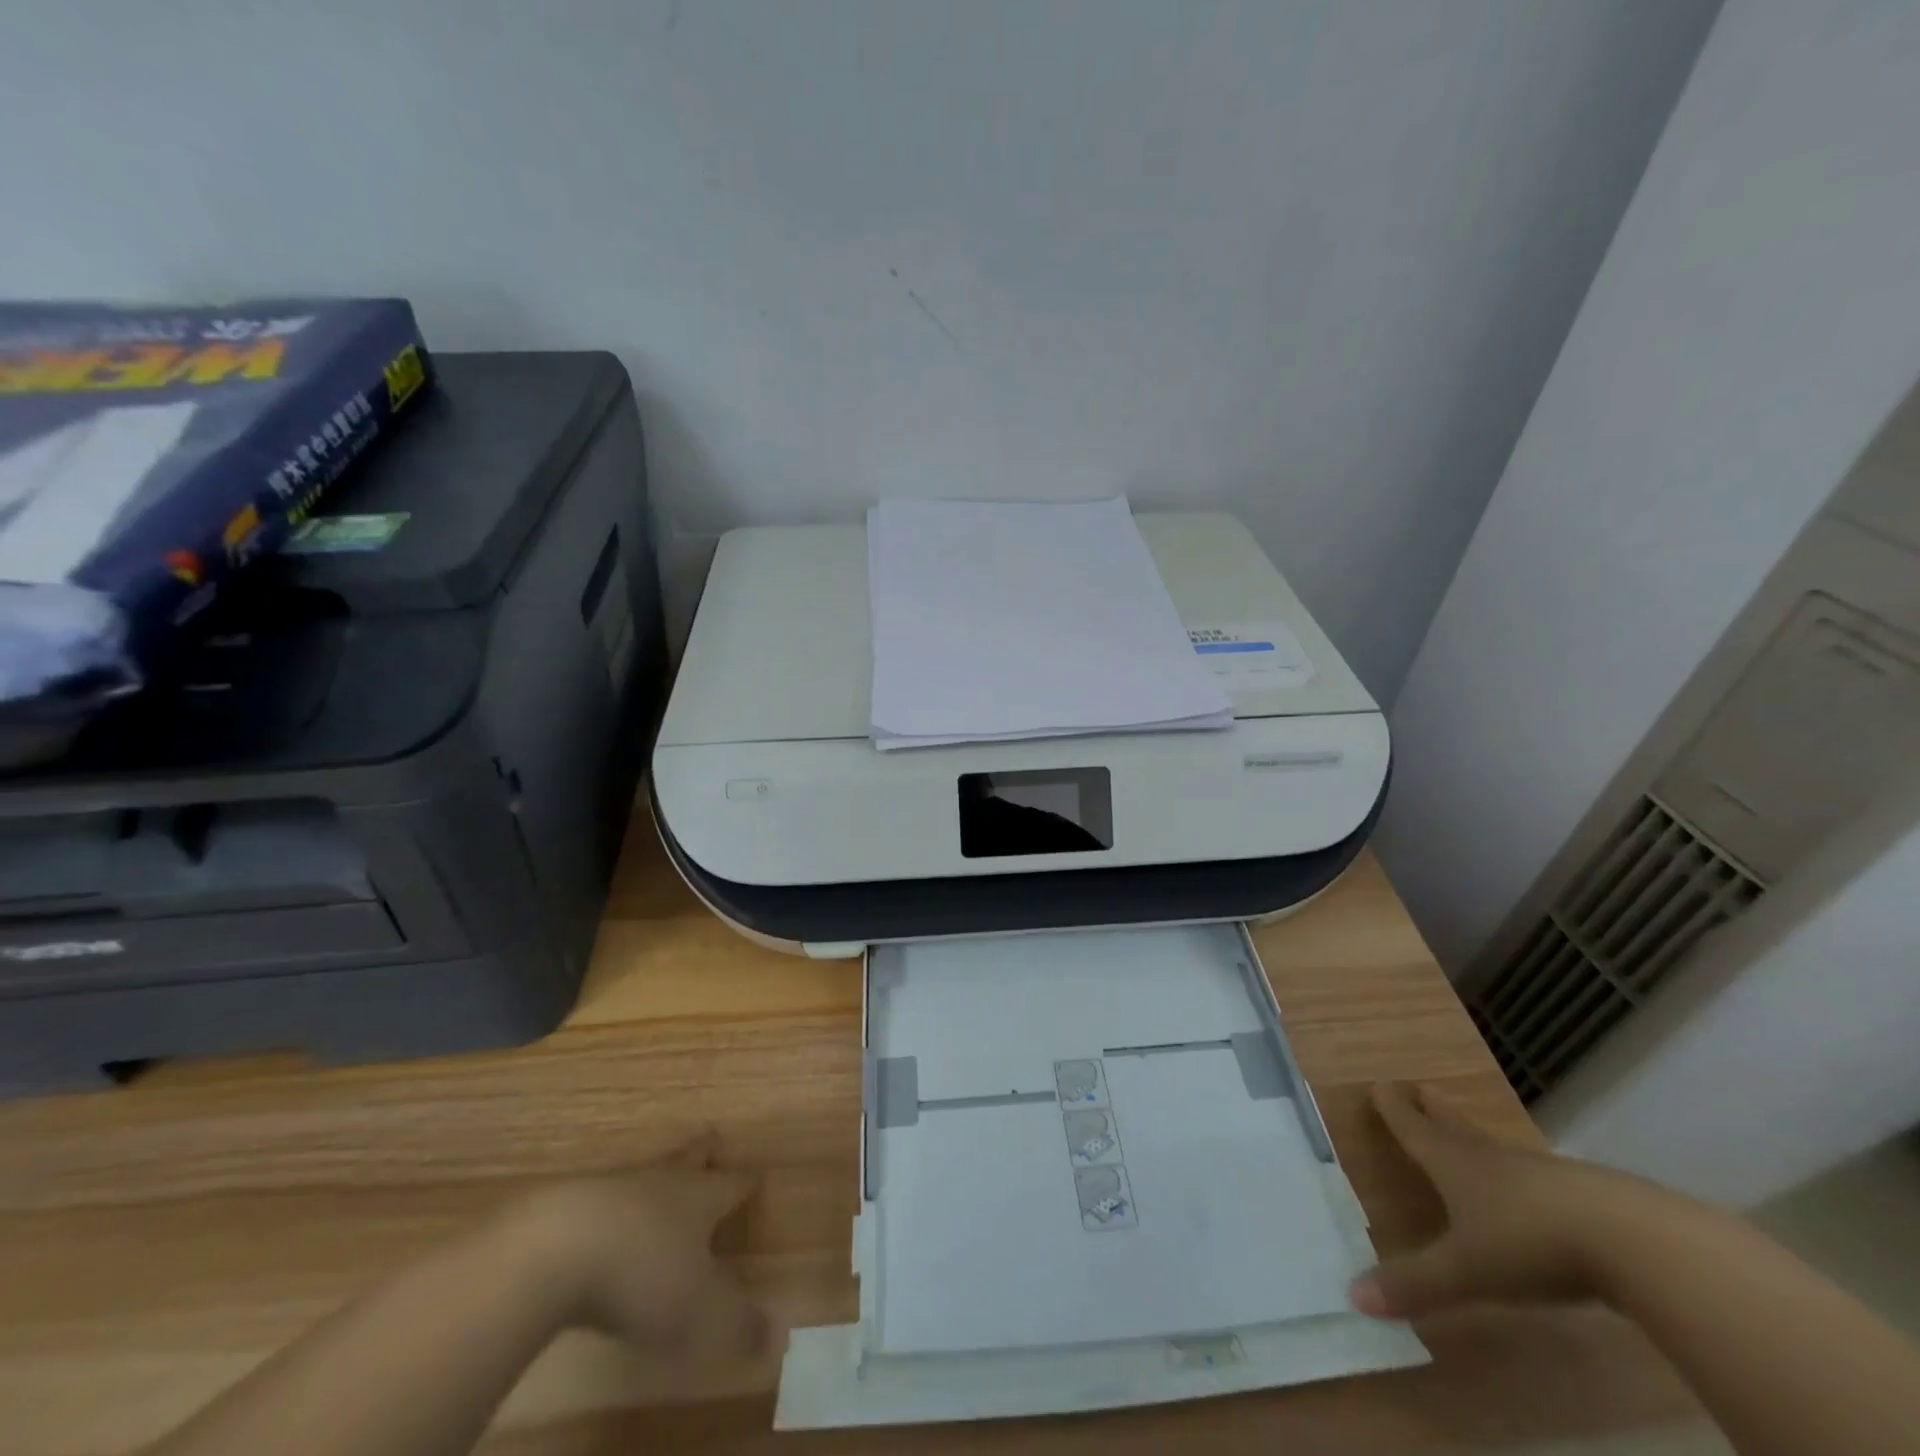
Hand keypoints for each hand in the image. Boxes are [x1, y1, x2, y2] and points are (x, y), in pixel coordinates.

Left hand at [495, 1135, 769, 1359]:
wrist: (552, 1252)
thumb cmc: (642, 1274)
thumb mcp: (698, 1310)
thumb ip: (738, 1324)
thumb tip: (777, 1337)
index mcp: (700, 1197)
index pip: (732, 1183)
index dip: (745, 1183)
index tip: (755, 1177)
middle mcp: (662, 1182)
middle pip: (689, 1158)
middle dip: (703, 1152)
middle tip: (712, 1139)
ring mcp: (613, 1189)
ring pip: (644, 1174)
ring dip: (655, 1178)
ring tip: (661, 1184)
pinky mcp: (569, 1207)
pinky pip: (601, 1200)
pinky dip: (611, 1209)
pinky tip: (606, 1225)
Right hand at [1349, 1082, 1670, 1319]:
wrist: (1633, 1241)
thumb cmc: (1529, 1242)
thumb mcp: (1467, 1270)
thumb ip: (1415, 1283)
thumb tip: (1353, 1297)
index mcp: (1453, 1163)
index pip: (1413, 1129)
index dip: (1393, 1109)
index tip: (1379, 1084)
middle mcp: (1490, 1158)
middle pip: (1454, 1126)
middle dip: (1432, 1109)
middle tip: (1420, 1089)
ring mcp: (1540, 1174)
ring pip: (1495, 1147)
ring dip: (1474, 1136)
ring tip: (1465, 1133)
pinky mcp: (1583, 1197)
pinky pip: (1536, 1176)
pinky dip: (1520, 1174)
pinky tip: (1530, 1190)